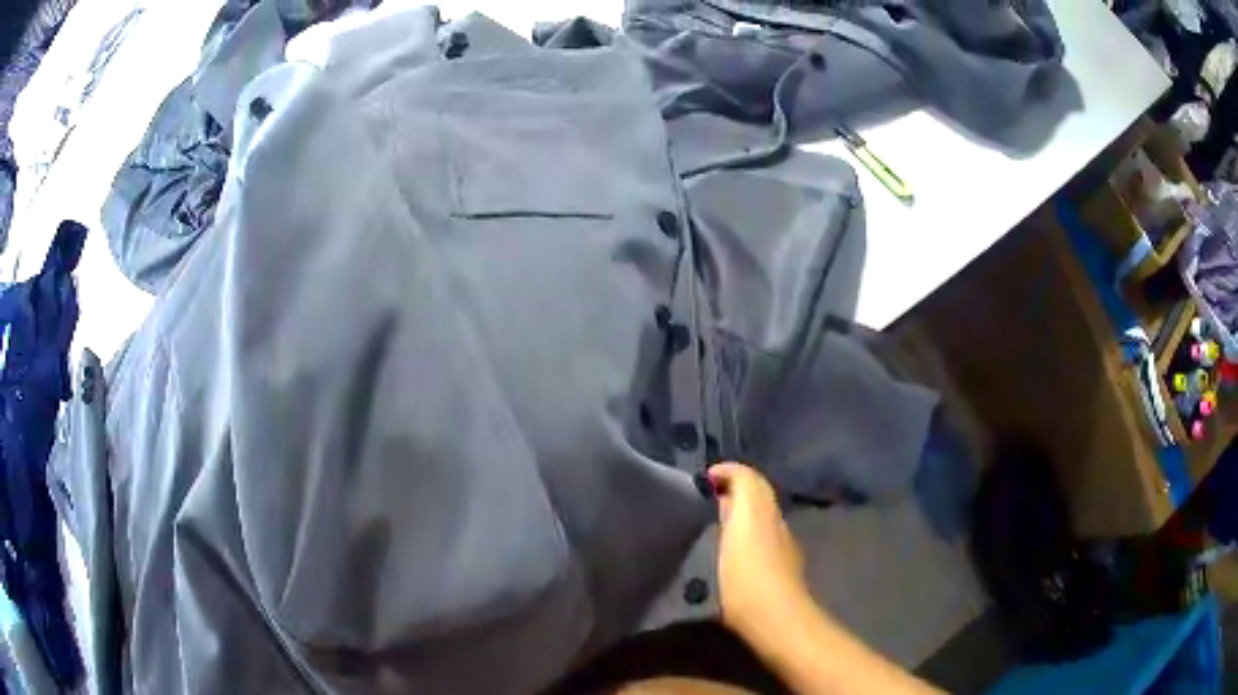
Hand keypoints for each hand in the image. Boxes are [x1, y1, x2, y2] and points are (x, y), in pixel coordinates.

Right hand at [708, 462, 807, 640]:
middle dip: (736, 491)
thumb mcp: (737, 531)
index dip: (728, 472)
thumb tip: (725, 486)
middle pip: (759, 496)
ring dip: (742, 513)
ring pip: (763, 517)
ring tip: (715, 523)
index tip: (703, 479)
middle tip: (707, 499)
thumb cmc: (747, 576)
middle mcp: (777, 521)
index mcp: (761, 510)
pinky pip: (765, 537)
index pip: (749, 477)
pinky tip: (733, 551)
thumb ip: (736, 500)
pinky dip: (749, 533)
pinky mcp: (782, 569)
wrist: (775, 617)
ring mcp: (783, 546)